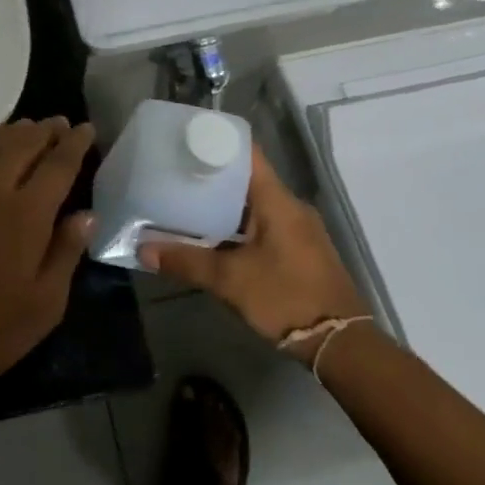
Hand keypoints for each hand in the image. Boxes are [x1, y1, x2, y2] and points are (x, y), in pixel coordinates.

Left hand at [0, 118, 96, 403]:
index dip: (74, 144)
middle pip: (22, 146)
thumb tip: (86, 214)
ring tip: (30, 127)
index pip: (57, 165)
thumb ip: (66, 252)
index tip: (86, 128)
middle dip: (44, 130)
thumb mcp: (45, 304)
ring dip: (15, 135)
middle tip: (60, 122)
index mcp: (25, 214)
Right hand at [140, 148, 366, 352]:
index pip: (247, 153)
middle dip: (212, 175)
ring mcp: (299, 229)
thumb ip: (186, 261)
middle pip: (248, 177)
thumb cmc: (286, 298)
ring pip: (255, 203)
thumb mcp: (229, 280)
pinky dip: (239, 223)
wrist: (341, 345)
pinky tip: (214, 235)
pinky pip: (265, 222)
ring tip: (187, 201)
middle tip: (176, 172)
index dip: (217, 141)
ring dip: (224, 202)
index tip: (186, 139)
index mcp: (277, 200)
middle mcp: (291, 206)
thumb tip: (143, 250)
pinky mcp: (301, 249)